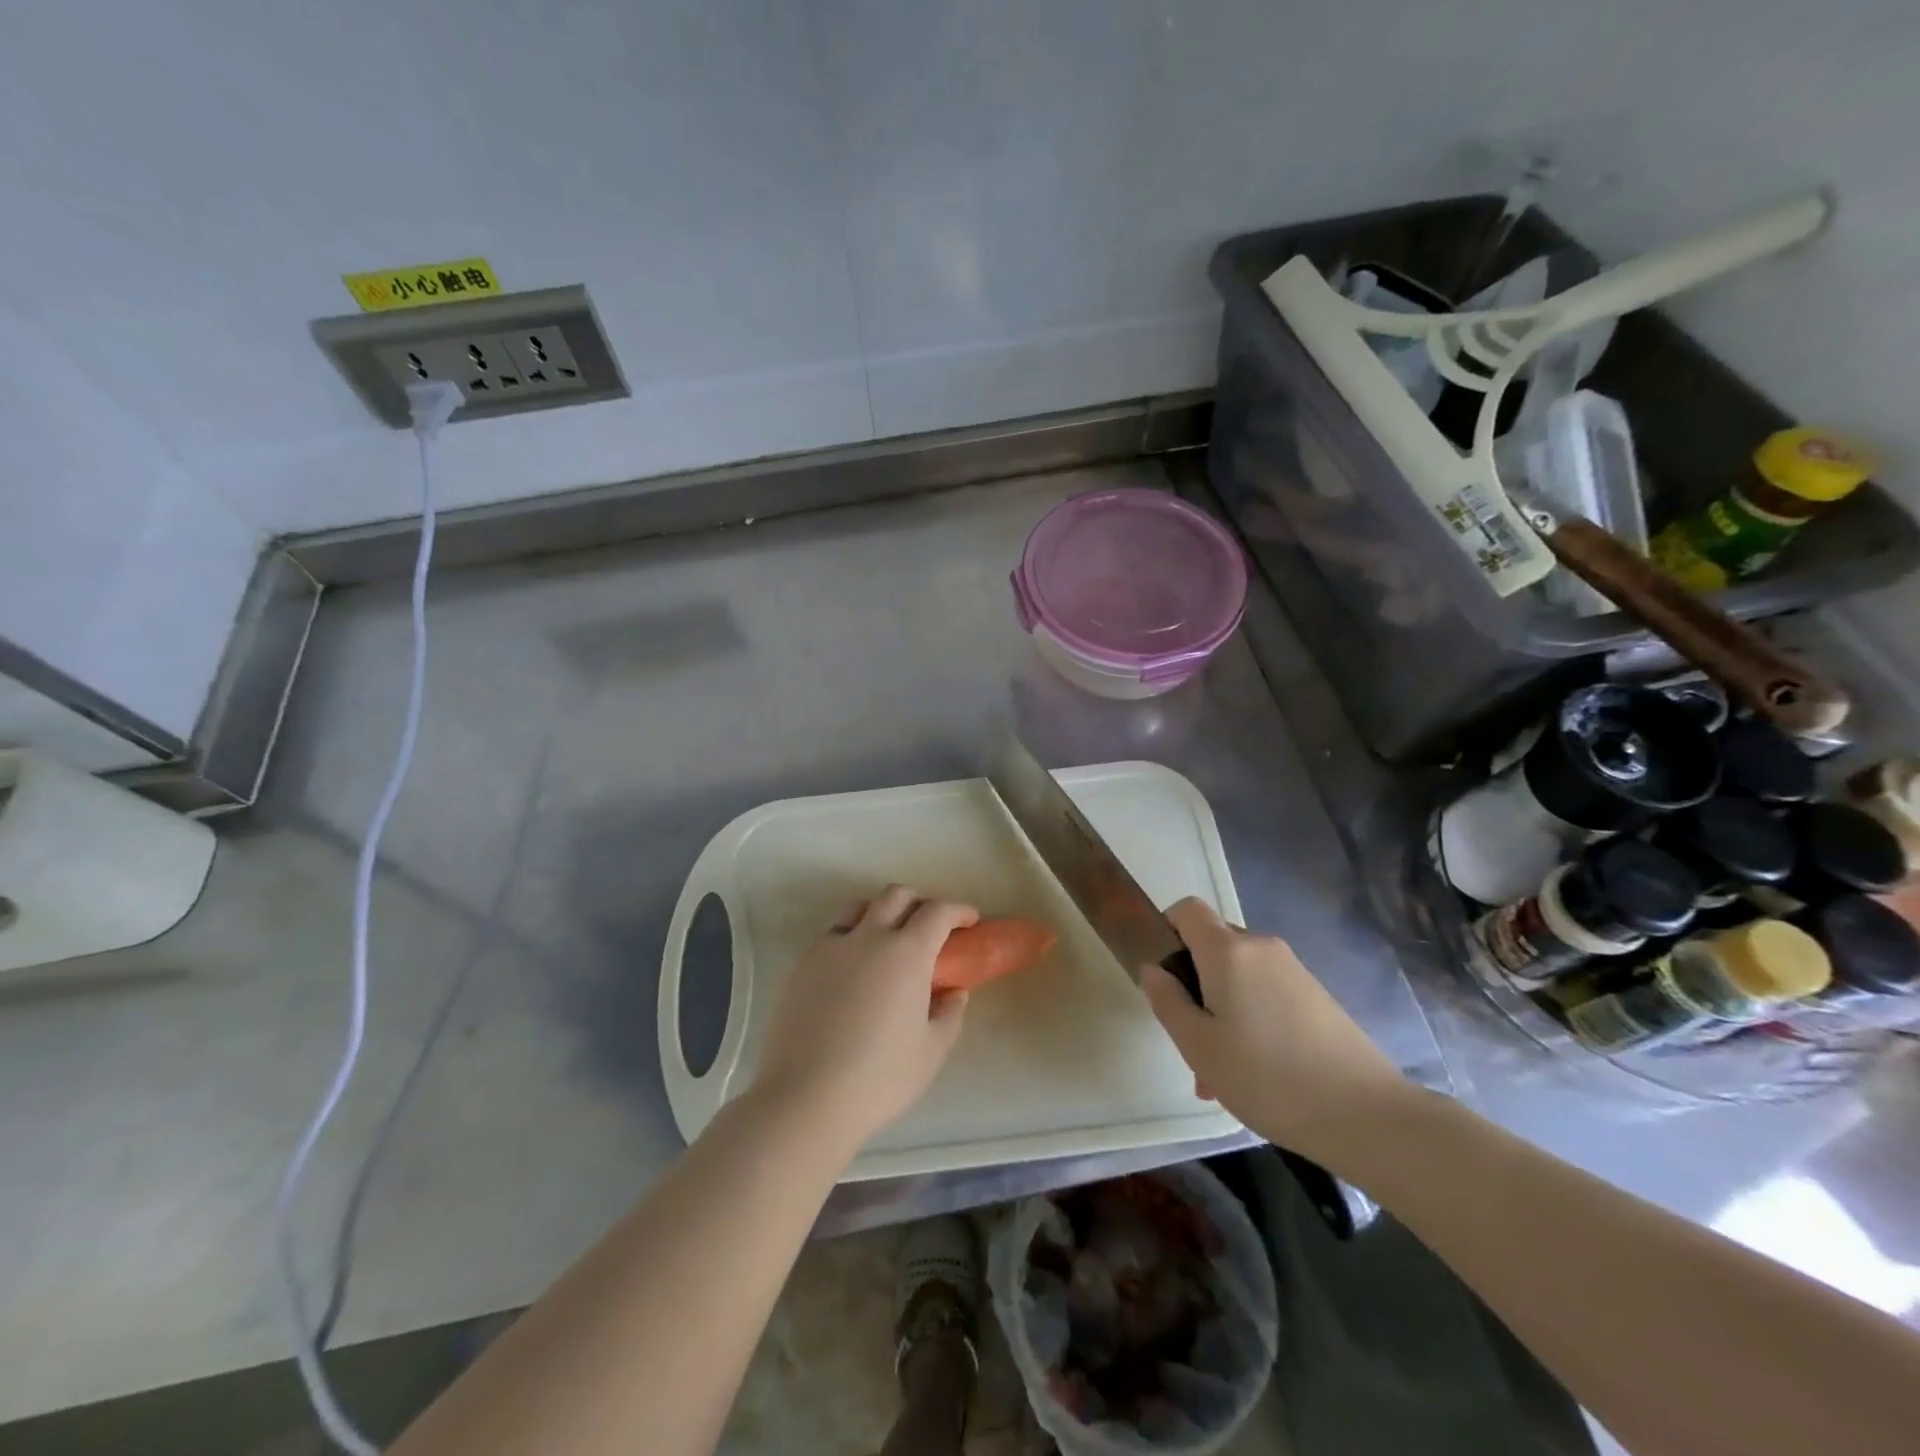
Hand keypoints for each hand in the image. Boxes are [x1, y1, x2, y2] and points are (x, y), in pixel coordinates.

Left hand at [751, 885, 976, 1151]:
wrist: (806, 1098)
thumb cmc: (880, 1077)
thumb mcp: (932, 1051)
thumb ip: (949, 1014)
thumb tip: (954, 992)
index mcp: (907, 952)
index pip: (937, 912)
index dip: (957, 910)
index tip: (968, 920)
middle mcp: (869, 937)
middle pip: (896, 896)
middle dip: (919, 902)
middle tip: (930, 928)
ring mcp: (831, 947)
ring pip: (859, 906)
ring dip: (881, 911)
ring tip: (887, 938)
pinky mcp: (803, 964)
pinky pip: (832, 933)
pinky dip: (851, 935)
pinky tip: (853, 967)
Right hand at [1142, 898, 1411, 1167]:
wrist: (1367, 1115)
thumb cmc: (1267, 1077)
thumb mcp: (1199, 1045)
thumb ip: (1167, 1001)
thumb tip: (1154, 969)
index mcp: (1227, 950)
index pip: (1187, 909)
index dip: (1166, 929)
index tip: (1163, 975)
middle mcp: (1262, 947)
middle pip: (1212, 944)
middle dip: (1193, 983)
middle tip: (1190, 1040)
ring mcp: (1293, 970)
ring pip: (1239, 975)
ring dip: (1221, 1008)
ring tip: (1220, 1073)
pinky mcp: (1316, 995)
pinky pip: (1266, 991)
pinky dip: (1250, 1017)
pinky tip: (1256, 1073)